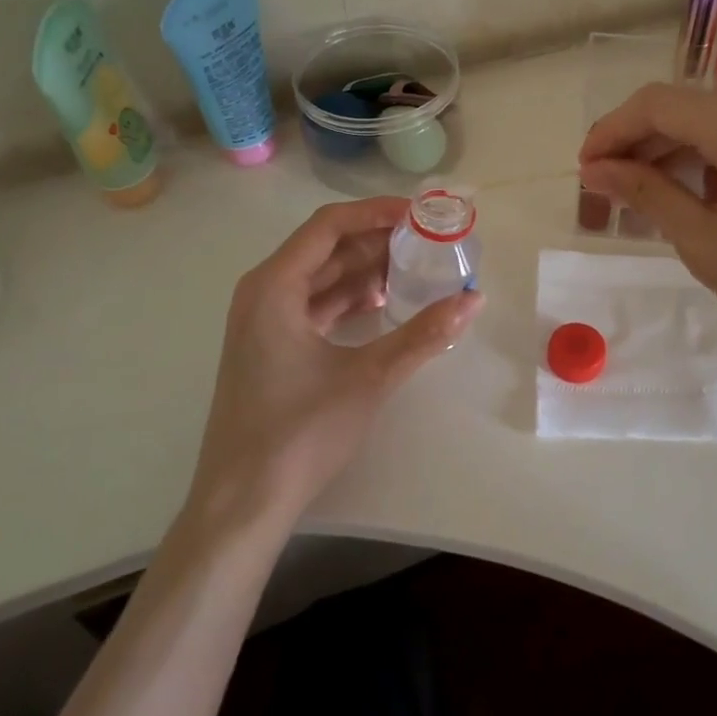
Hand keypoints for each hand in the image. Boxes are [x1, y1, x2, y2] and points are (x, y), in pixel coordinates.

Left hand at [188, 198, 483, 533]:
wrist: (243, 502)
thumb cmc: (300, 432)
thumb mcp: (369, 377)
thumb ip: (424, 334)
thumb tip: (473, 299)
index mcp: (274, 286)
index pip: (329, 225)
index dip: (376, 213)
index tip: (420, 215)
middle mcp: (263, 292)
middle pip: (325, 248)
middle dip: (377, 241)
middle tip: (427, 241)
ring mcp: (263, 321)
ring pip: (321, 277)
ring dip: (365, 270)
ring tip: (416, 270)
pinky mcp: (271, 345)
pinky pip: (315, 304)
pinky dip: (349, 298)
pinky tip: (385, 305)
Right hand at [578, 43, 716, 412]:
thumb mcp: (707, 245)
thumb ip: (648, 194)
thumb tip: (597, 169)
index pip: (657, 104)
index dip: (612, 131)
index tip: (586, 169)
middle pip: (691, 103)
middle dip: (644, 140)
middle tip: (613, 187)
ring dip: (683, 143)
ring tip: (656, 192)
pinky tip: (713, 177)